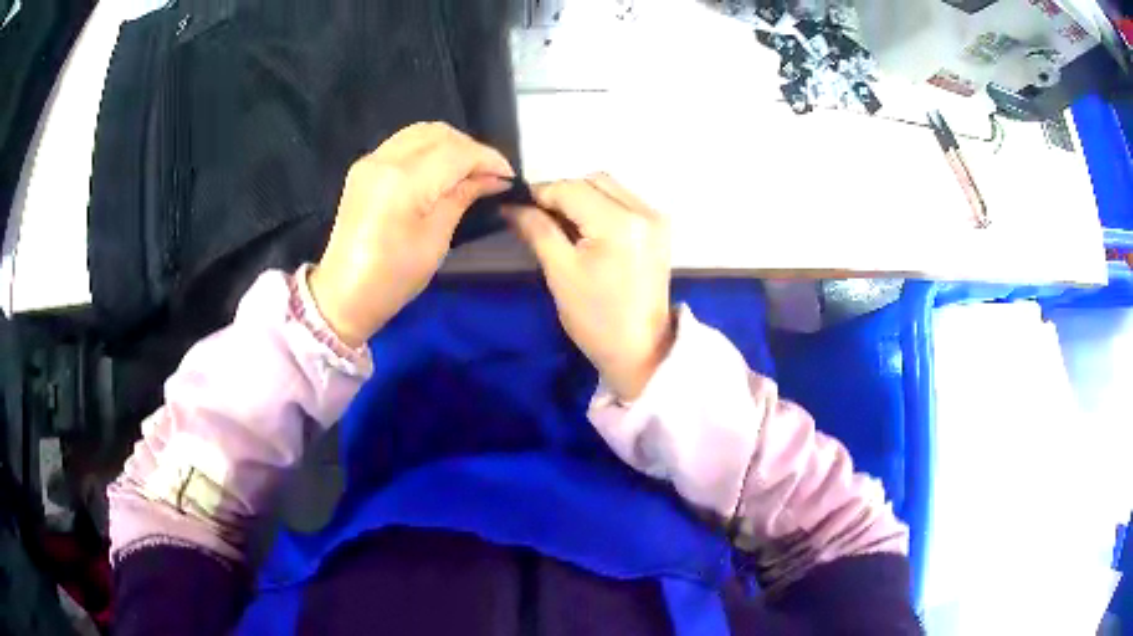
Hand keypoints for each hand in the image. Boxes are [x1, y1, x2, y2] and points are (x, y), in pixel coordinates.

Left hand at [309, 122, 514, 346]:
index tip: (508, 177)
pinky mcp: (364, 168)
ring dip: (450, 145)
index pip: (456, 152)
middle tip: (489, 175)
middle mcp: (385, 159)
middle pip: (439, 134)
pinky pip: (404, 143)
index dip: (488, 159)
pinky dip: (428, 149)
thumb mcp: (436, 240)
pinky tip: (440, 171)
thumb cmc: (393, 277)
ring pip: (421, 132)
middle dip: (471, 149)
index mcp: (403, 181)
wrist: (343, 295)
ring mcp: (371, 160)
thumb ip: (462, 197)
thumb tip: (492, 178)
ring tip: (467, 171)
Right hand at [507, 174, 673, 399]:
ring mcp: (656, 218)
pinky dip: (600, 206)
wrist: (641, 350)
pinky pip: (623, 201)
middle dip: (561, 193)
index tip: (515, 207)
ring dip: (581, 197)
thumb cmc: (595, 318)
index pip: (570, 188)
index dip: (539, 194)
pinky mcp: (659, 228)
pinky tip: (586, 229)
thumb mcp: (559, 272)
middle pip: (592, 180)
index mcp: (619, 223)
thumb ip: (536, 229)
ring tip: (560, 224)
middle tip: (537, 217)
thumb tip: (511, 205)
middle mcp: (643, 210)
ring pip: (608, 187)